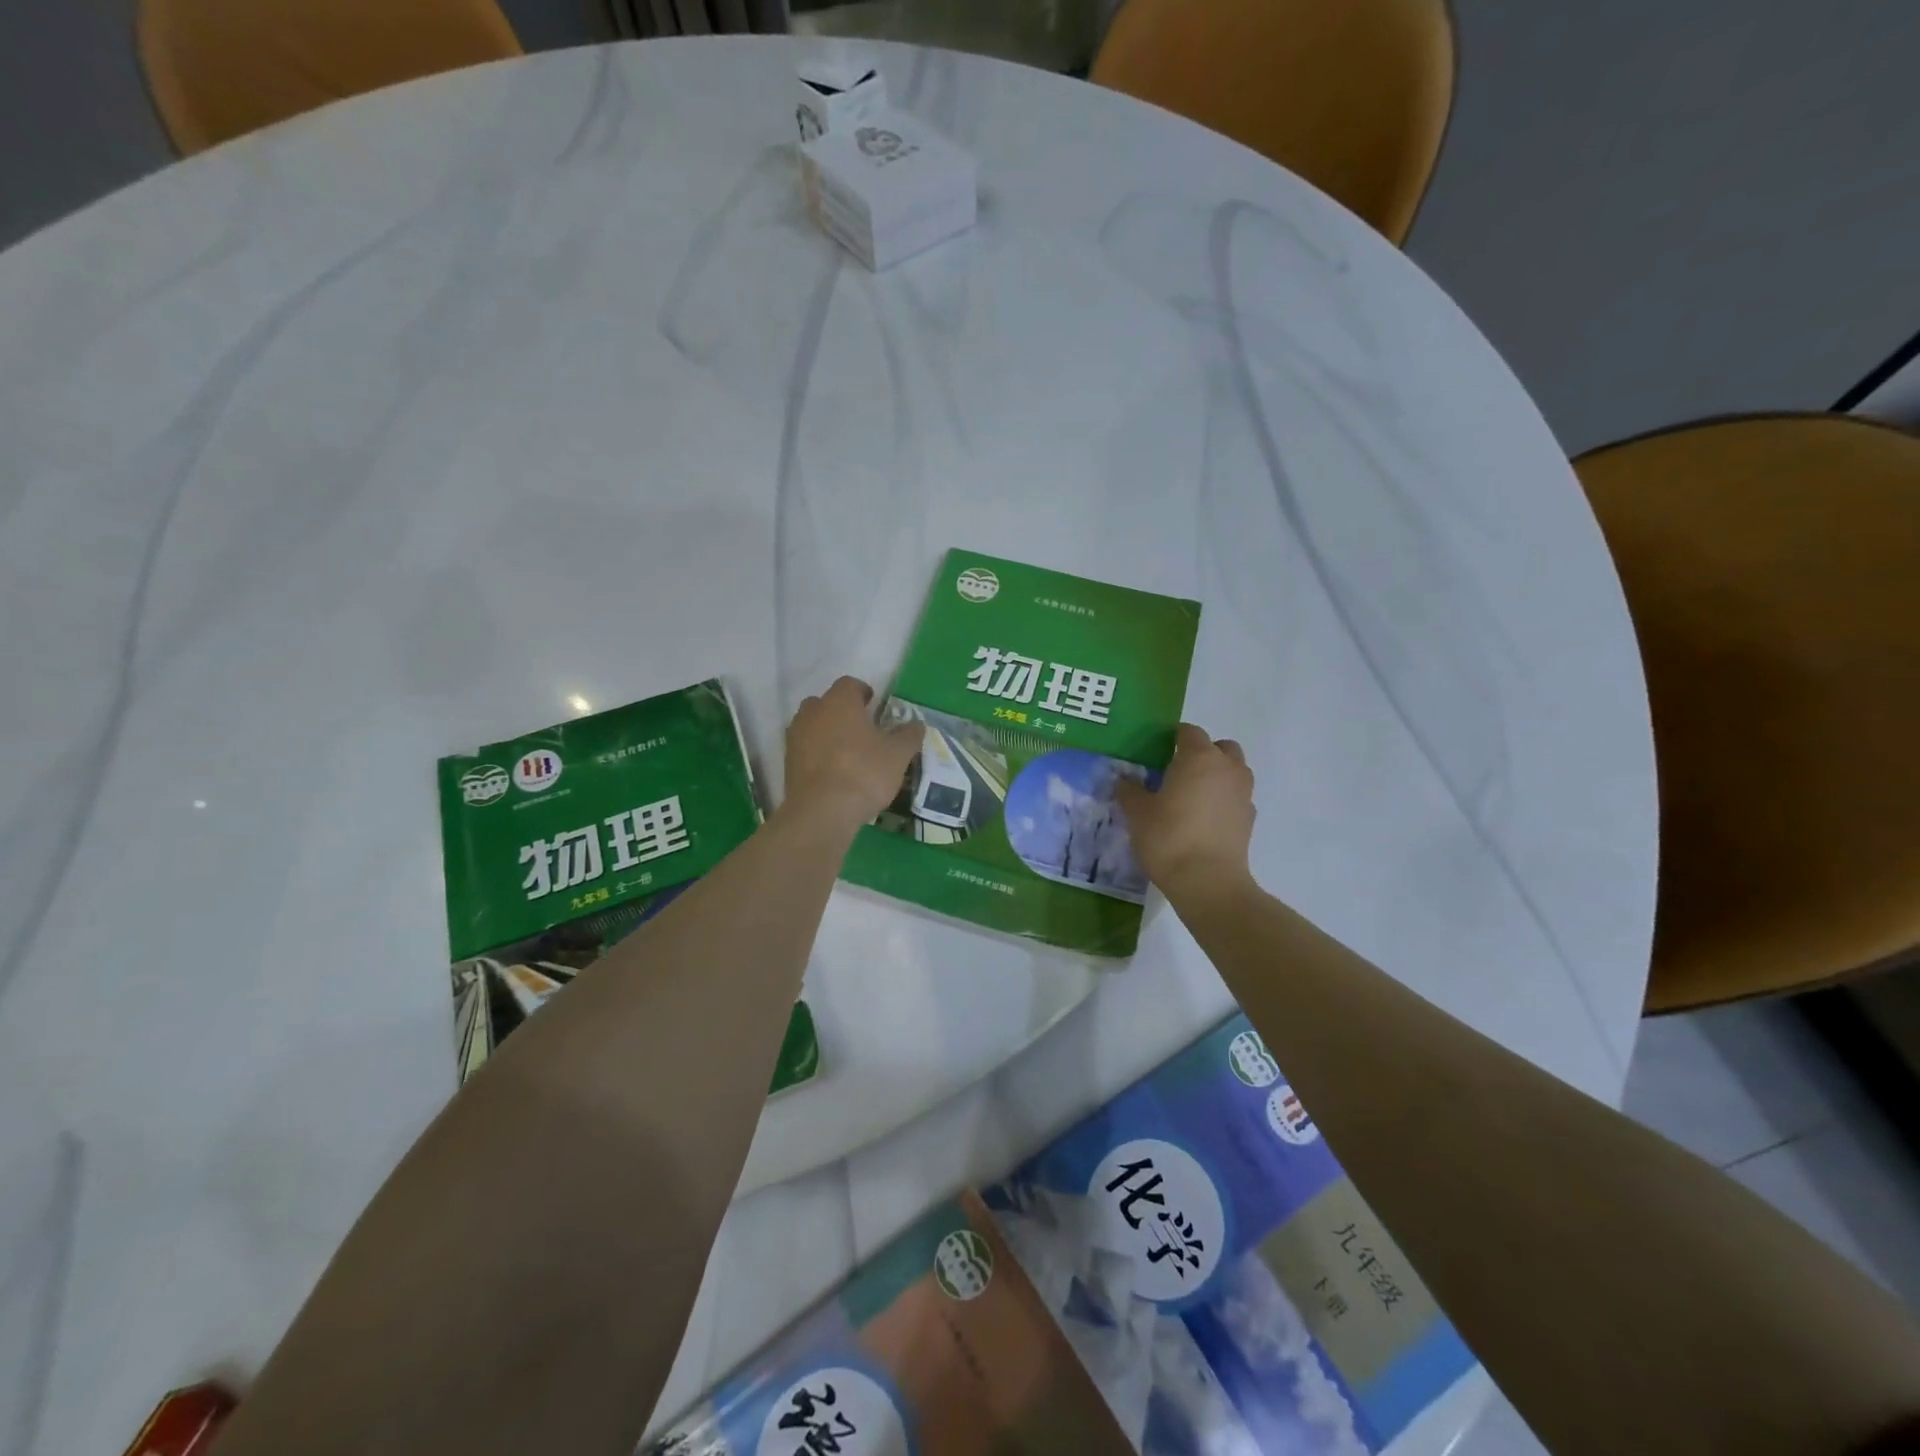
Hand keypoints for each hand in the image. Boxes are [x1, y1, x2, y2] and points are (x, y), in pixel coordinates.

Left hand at [782, 677, 921, 831]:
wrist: (822, 811)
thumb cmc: (864, 772)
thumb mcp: (897, 755)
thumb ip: (909, 735)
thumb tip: (917, 724)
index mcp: (839, 701)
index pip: (850, 684)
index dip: (863, 692)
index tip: (874, 706)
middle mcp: (813, 712)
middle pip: (826, 703)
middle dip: (842, 712)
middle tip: (861, 729)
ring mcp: (795, 737)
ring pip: (812, 725)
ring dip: (827, 733)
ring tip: (847, 753)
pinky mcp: (787, 763)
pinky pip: (805, 749)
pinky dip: (817, 754)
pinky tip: (833, 772)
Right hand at [1116, 723, 1255, 896]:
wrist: (1207, 881)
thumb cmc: (1169, 837)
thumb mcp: (1138, 813)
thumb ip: (1130, 791)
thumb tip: (1124, 781)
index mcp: (1199, 757)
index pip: (1189, 732)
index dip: (1173, 738)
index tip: (1157, 752)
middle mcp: (1227, 768)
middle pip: (1220, 747)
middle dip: (1203, 753)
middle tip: (1178, 771)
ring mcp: (1243, 794)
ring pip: (1234, 771)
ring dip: (1217, 775)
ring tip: (1192, 795)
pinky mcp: (1249, 819)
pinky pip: (1236, 798)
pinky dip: (1224, 800)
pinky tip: (1204, 819)